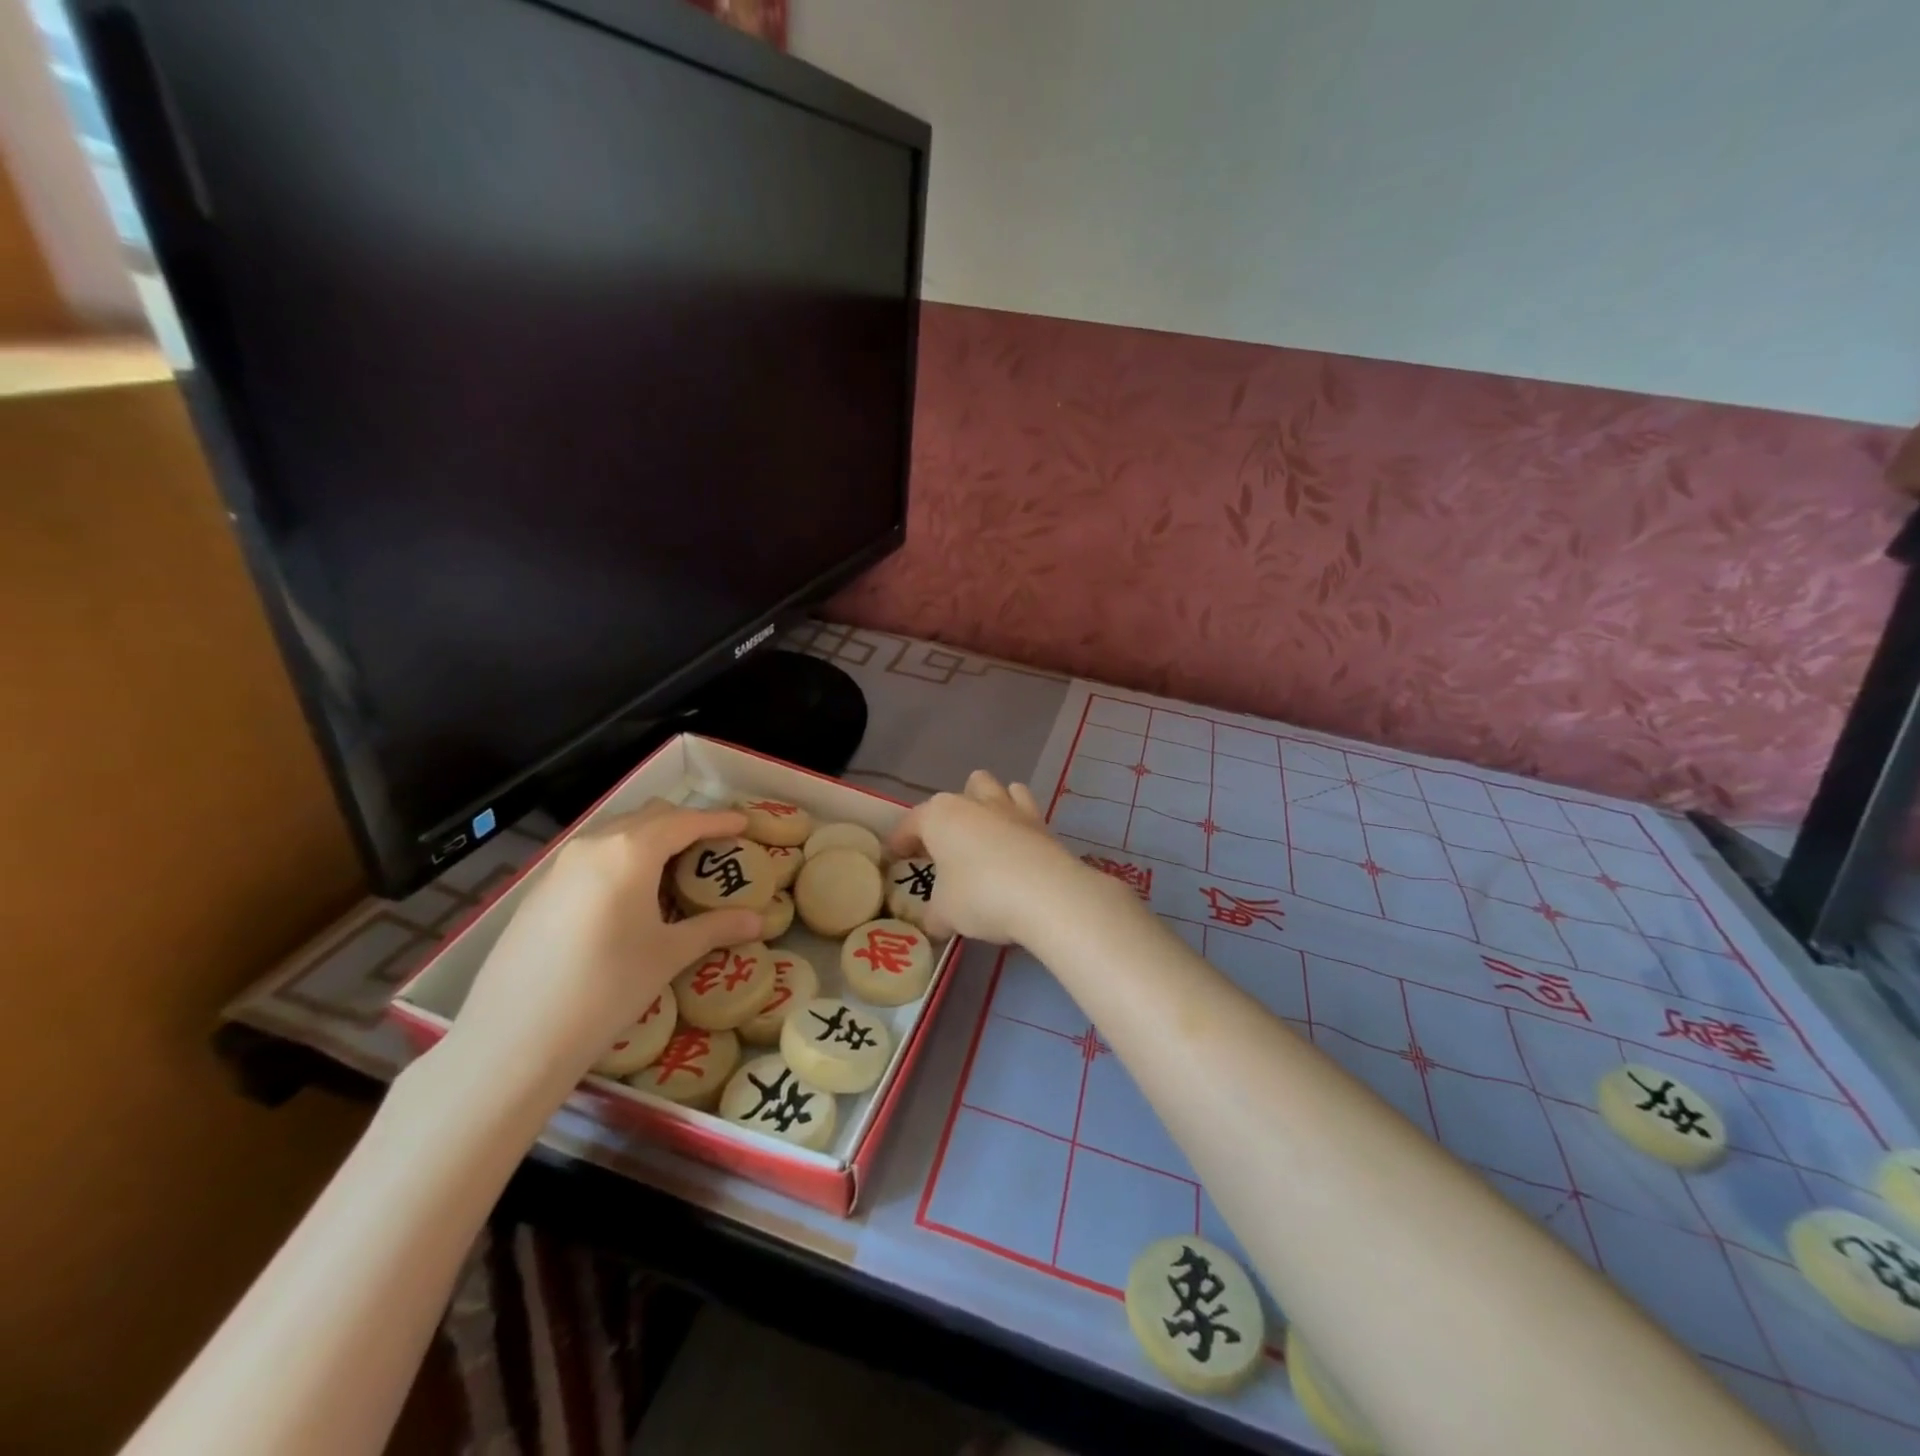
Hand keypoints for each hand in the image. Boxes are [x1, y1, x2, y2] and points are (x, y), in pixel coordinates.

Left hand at [446, 803, 763, 1094]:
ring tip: (675, 866)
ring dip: (651, 837)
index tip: (744, 823)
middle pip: (650, 816)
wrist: (514, 1036)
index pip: (686, 821)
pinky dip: (622, 856)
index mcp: (631, 851)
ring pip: (617, 832)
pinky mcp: (540, 889)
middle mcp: (595, 844)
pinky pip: (592, 854)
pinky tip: (629, 893)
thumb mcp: (669, 955)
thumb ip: (715, 928)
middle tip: (714, 845)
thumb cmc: (606, 987)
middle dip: (686, 823)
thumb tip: (759, 922)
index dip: (719, 820)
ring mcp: (561, 864)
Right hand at [886, 770, 1095, 943]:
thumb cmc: (980, 895)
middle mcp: (974, 802)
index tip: (895, 858)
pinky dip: (1018, 825)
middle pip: (957, 795)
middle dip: (951, 816)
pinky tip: (1016, 850)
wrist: (1046, 894)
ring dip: (988, 806)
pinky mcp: (1042, 823)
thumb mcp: (945, 913)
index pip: (910, 824)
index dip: (899, 842)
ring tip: (985, 838)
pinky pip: (1025, 811)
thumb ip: (934, 914)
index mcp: (939, 816)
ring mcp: (1012, 808)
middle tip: (947, 849)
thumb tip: (935, 922)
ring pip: (996, 789)